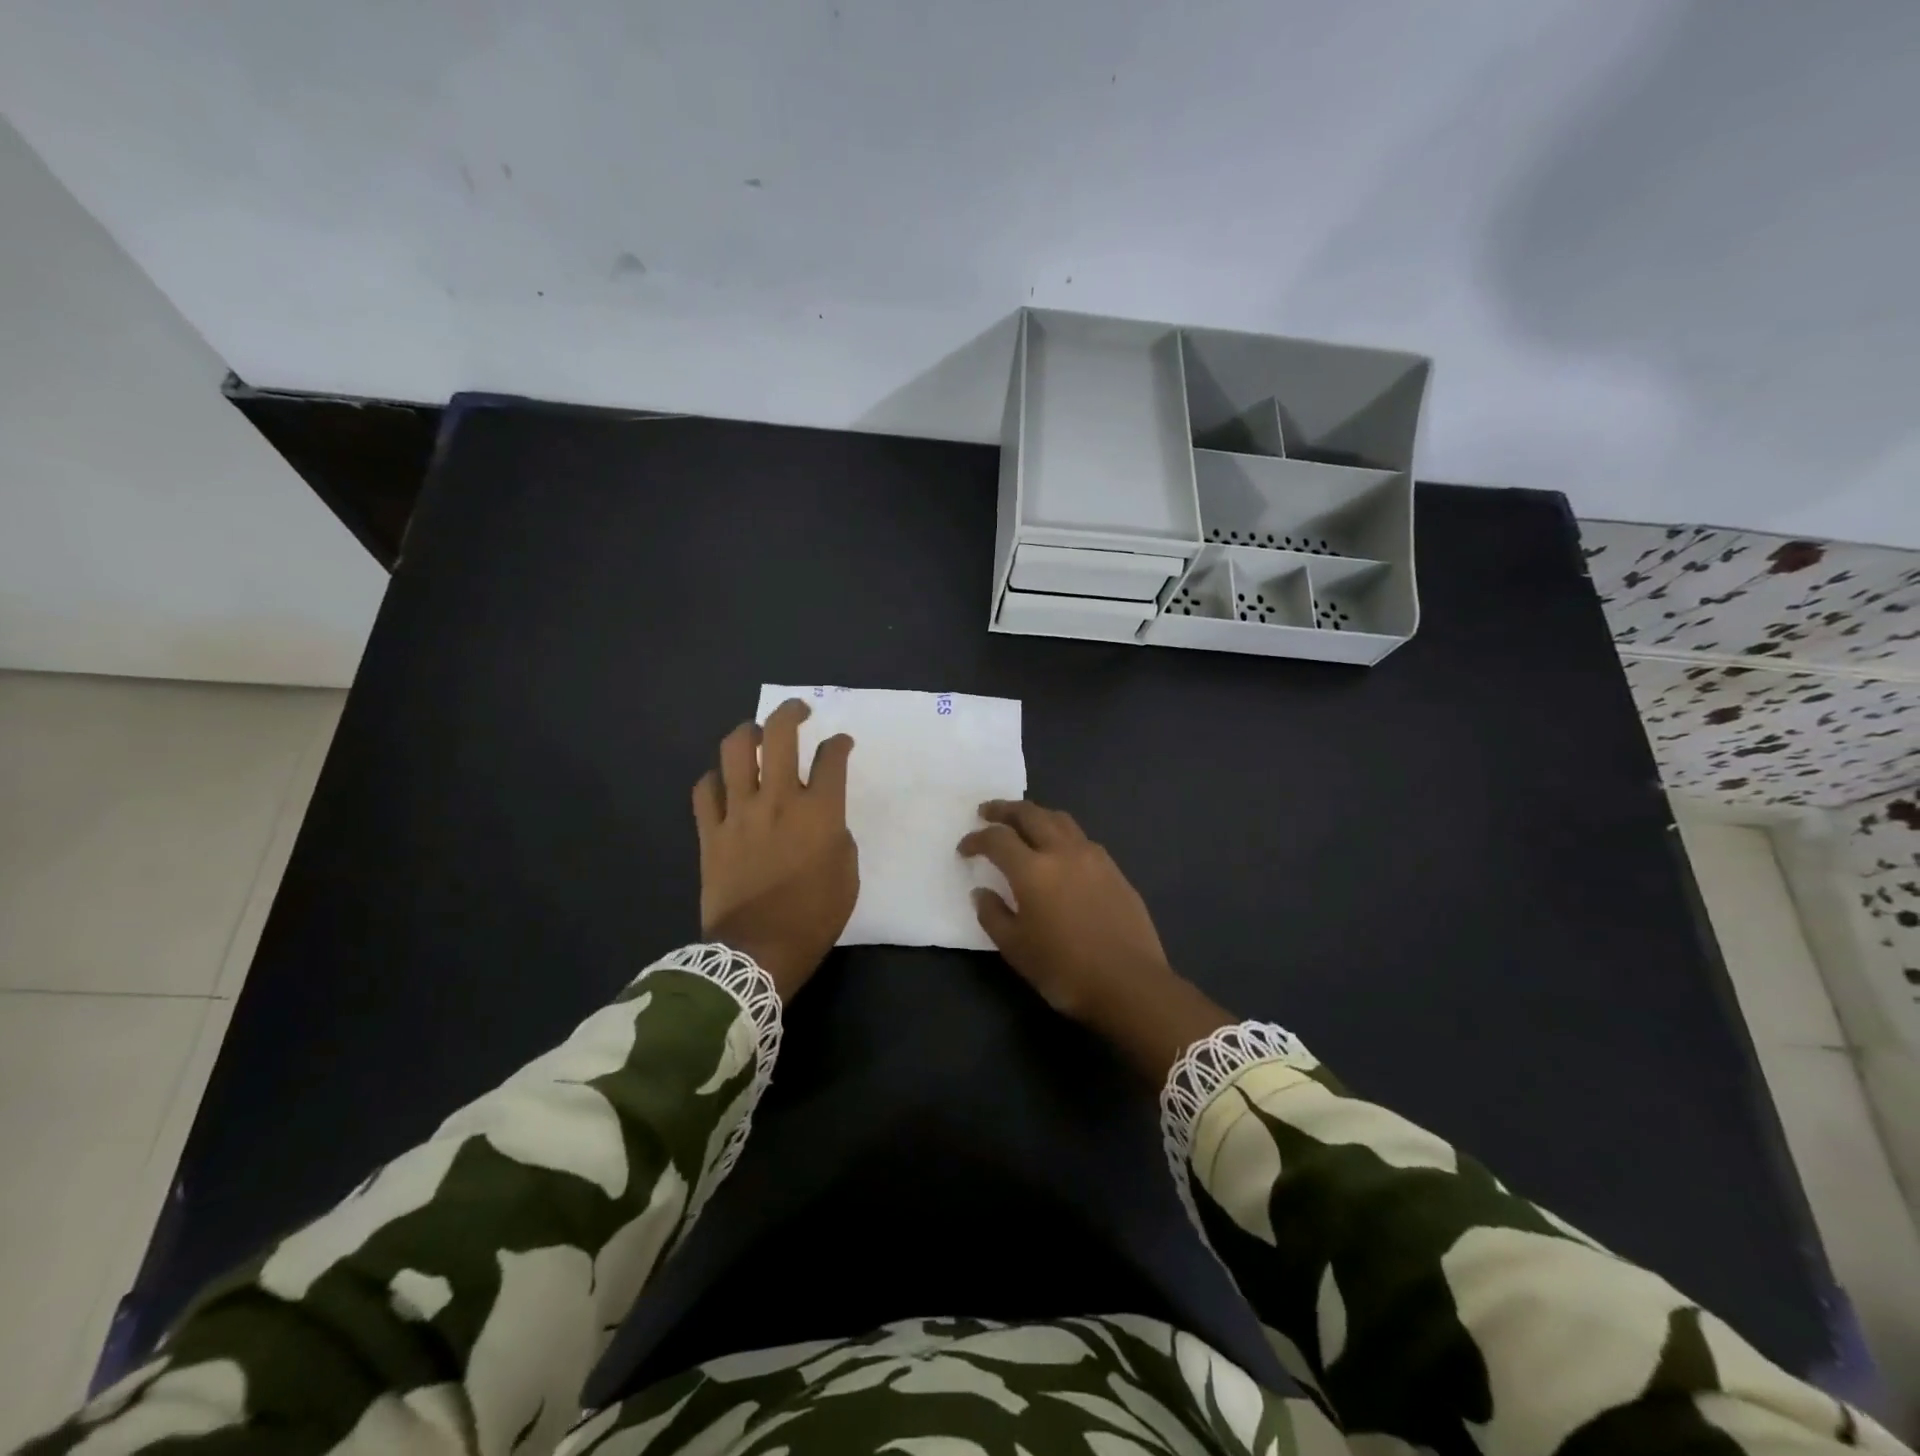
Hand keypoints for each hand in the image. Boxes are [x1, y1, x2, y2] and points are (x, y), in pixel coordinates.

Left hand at [693, 699, 856, 1000]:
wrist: (758, 951)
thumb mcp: (848, 876)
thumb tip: (824, 822)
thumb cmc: (813, 917)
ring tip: (757, 734)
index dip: (840, 743)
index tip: (841, 744)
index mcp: (820, 812)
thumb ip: (838, 837)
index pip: (832, 758)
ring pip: (735, 750)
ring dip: (748, 732)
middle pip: (780, 735)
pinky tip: (724, 781)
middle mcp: (779, 800)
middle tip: (799, 711)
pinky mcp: (710, 832)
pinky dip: (715, 778)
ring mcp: (739, 813)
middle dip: (791, 712)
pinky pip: (704, 789)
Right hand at [958, 800, 1233, 1080]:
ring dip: (1036, 814)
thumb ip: (993, 915)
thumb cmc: (1065, 970)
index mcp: (1033, 870)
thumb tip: (982, 892)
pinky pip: (1081, 838)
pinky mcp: (1115, 869)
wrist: (1130, 984)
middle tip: (987, 811)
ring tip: (1023, 823)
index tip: (964, 848)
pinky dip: (1061, 833)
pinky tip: (1059, 850)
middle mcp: (1063, 852)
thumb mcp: (1016, 949)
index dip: (976, 839)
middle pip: (1030, 814)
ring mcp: (1093, 857)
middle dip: (1004, 809)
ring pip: (1060, 819)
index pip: (997, 839)